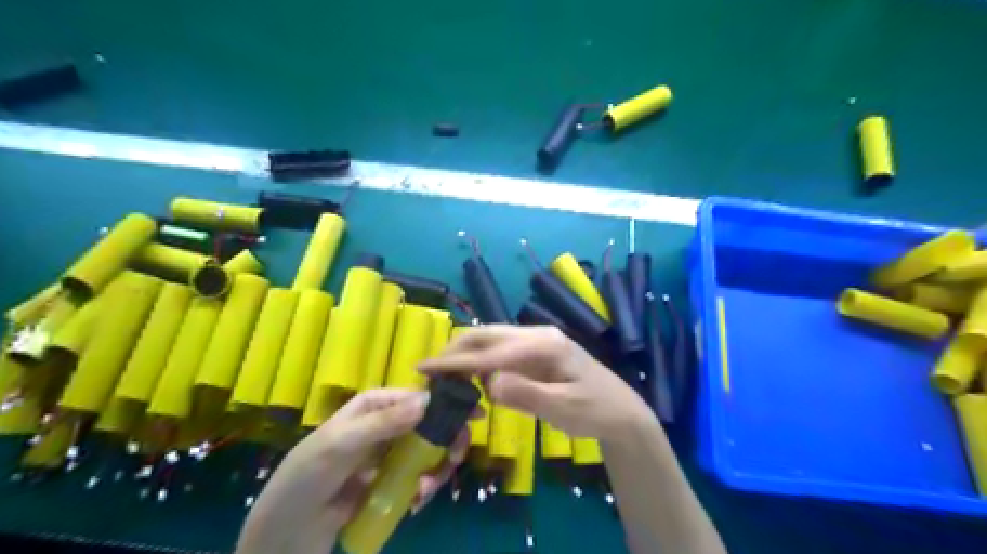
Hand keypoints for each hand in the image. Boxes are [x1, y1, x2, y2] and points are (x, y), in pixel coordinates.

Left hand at [239, 387, 468, 553]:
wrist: (286, 532)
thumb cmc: (307, 477)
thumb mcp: (341, 445)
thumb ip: (383, 423)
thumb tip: (427, 401)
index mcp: (374, 405)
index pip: (417, 397)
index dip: (446, 405)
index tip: (472, 418)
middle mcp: (385, 423)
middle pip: (429, 424)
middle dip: (445, 442)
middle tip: (453, 461)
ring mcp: (389, 453)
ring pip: (428, 451)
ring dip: (435, 469)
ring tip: (425, 492)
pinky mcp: (389, 480)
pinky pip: (418, 476)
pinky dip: (424, 487)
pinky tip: (416, 501)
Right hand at [420, 324, 652, 440]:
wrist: (620, 412)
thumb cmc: (596, 410)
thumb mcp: (565, 408)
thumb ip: (528, 395)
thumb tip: (489, 384)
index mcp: (544, 344)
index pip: (491, 351)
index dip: (456, 361)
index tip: (424, 367)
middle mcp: (536, 336)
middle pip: (486, 336)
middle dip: (455, 352)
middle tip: (428, 374)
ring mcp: (534, 344)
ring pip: (489, 343)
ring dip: (465, 358)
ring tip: (446, 381)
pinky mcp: (533, 355)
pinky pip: (498, 355)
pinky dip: (479, 367)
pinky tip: (474, 384)